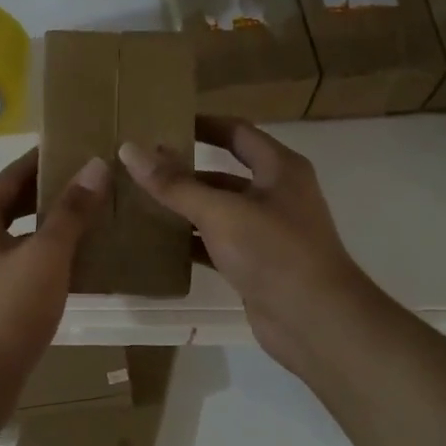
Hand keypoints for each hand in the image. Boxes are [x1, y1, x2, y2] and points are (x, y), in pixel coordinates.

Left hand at [0, 147, 110, 377]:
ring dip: (47, 225)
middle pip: (12, 202)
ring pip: (14, 233)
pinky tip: (71, 261)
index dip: (47, 159)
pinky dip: (39, 253)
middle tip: (94, 182)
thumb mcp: (46, 255)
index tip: (81, 147)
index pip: (14, 173)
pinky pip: (13, 260)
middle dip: (50, 193)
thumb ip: (71, 211)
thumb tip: (96, 166)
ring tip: (89, 218)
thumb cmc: (8, 310)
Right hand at [118, 117, 389, 375]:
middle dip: (182, 170)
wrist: (315, 321)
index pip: (235, 132)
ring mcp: (265, 231)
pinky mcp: (254, 263)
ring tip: (136, 202)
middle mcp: (274, 194)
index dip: (200, 124)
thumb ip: (174, 184)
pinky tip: (154, 243)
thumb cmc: (274, 252)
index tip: (159, 124)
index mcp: (279, 168)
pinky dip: (188, 241)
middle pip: (222, 172)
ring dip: (181, 207)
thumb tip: (129, 150)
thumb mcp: (221, 212)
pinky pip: (214, 243)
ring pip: (216, 210)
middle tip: (137, 167)